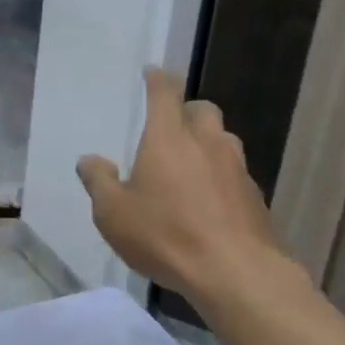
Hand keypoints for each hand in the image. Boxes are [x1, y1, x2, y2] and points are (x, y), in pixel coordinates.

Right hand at [76, 68, 289, 300]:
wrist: (236, 272)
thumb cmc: (165, 236)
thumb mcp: (113, 214)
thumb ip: (99, 182)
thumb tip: (89, 160)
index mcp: (168, 138)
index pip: (165, 92)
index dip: (157, 79)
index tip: (152, 73)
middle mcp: (206, 142)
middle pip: (201, 110)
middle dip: (186, 112)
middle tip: (169, 131)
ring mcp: (236, 167)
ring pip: (223, 139)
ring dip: (206, 143)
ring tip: (189, 168)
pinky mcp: (255, 195)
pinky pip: (235, 173)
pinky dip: (220, 177)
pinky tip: (209, 203)